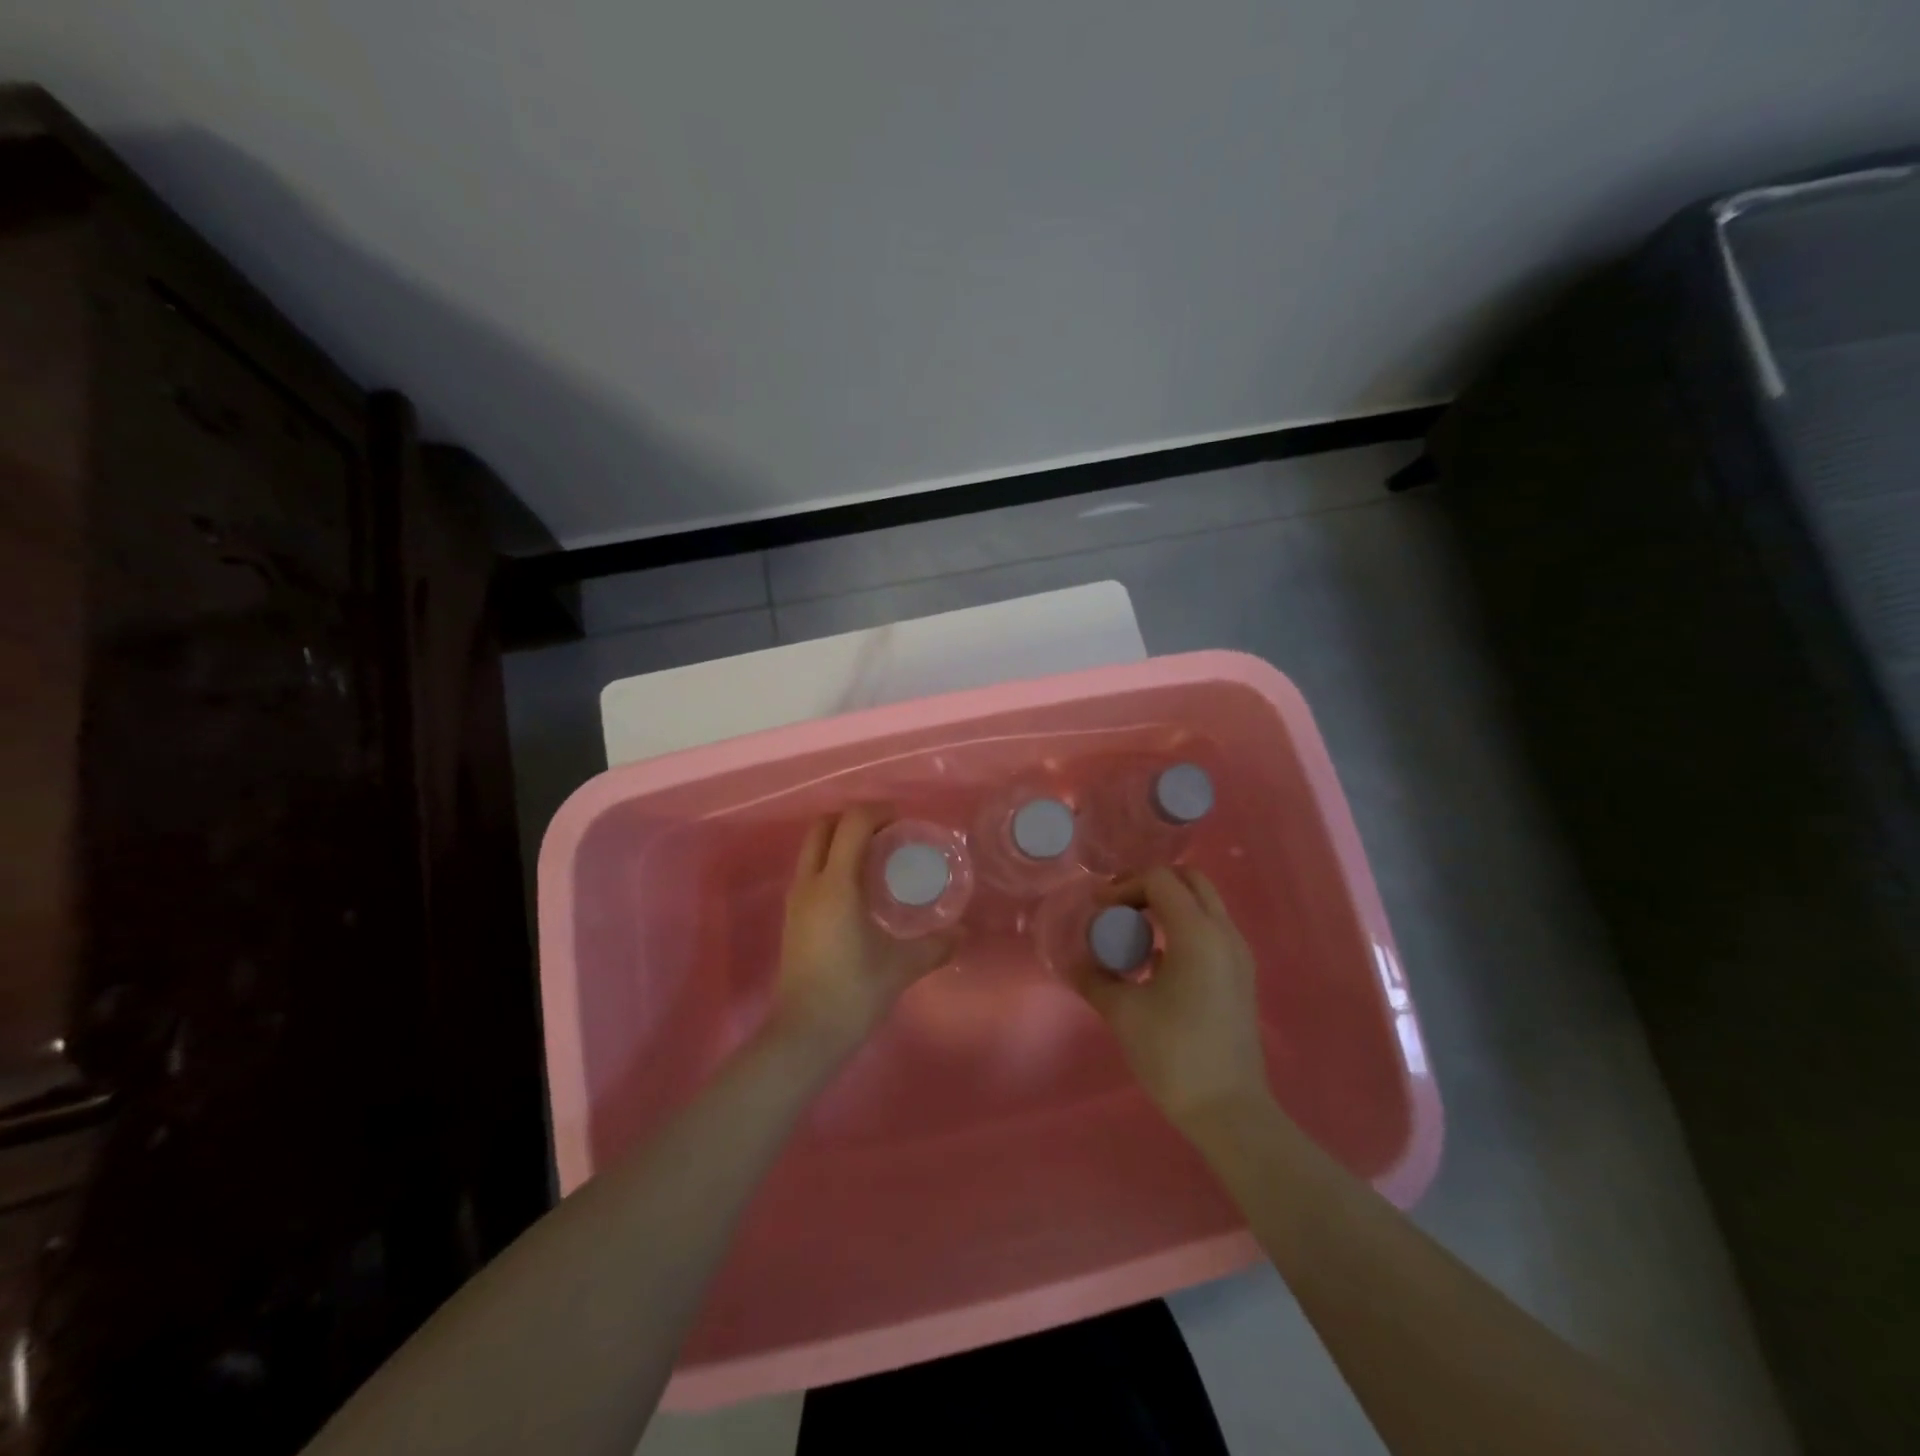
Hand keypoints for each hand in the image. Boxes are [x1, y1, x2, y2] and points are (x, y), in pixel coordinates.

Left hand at [770, 806, 956, 1060]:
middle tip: (887, 834)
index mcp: (836, 885)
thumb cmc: (853, 993)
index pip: (851, 824)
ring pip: (813, 848)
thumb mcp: (901, 966)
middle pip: (823, 826)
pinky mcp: (792, 917)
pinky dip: (832, 861)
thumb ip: (935, 945)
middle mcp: (810, 883)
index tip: (903, 823)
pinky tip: (859, 889)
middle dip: (854, 819)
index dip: (878, 813)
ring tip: (876, 858)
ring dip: (841, 840)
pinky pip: (811, 870)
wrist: (805, 1034)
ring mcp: (796, 900)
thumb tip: (963, 933)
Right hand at [1068, 867, 1270, 1130]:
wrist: (1229, 1111)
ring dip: (1168, 905)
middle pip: (1189, 879)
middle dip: (1150, 884)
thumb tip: (1075, 962)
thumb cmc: (1173, 1055)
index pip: (1160, 878)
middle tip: (1119, 907)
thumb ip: (1094, 977)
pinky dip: (1184, 927)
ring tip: (1135, 933)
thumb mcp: (1122, 1012)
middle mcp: (1225, 933)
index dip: (1124, 885)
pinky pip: (1212, 930)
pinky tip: (1157, 963)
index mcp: (1197, 933)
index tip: (1099, 910)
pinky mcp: (1241, 976)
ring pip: (1204, 903)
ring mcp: (1239, 954)